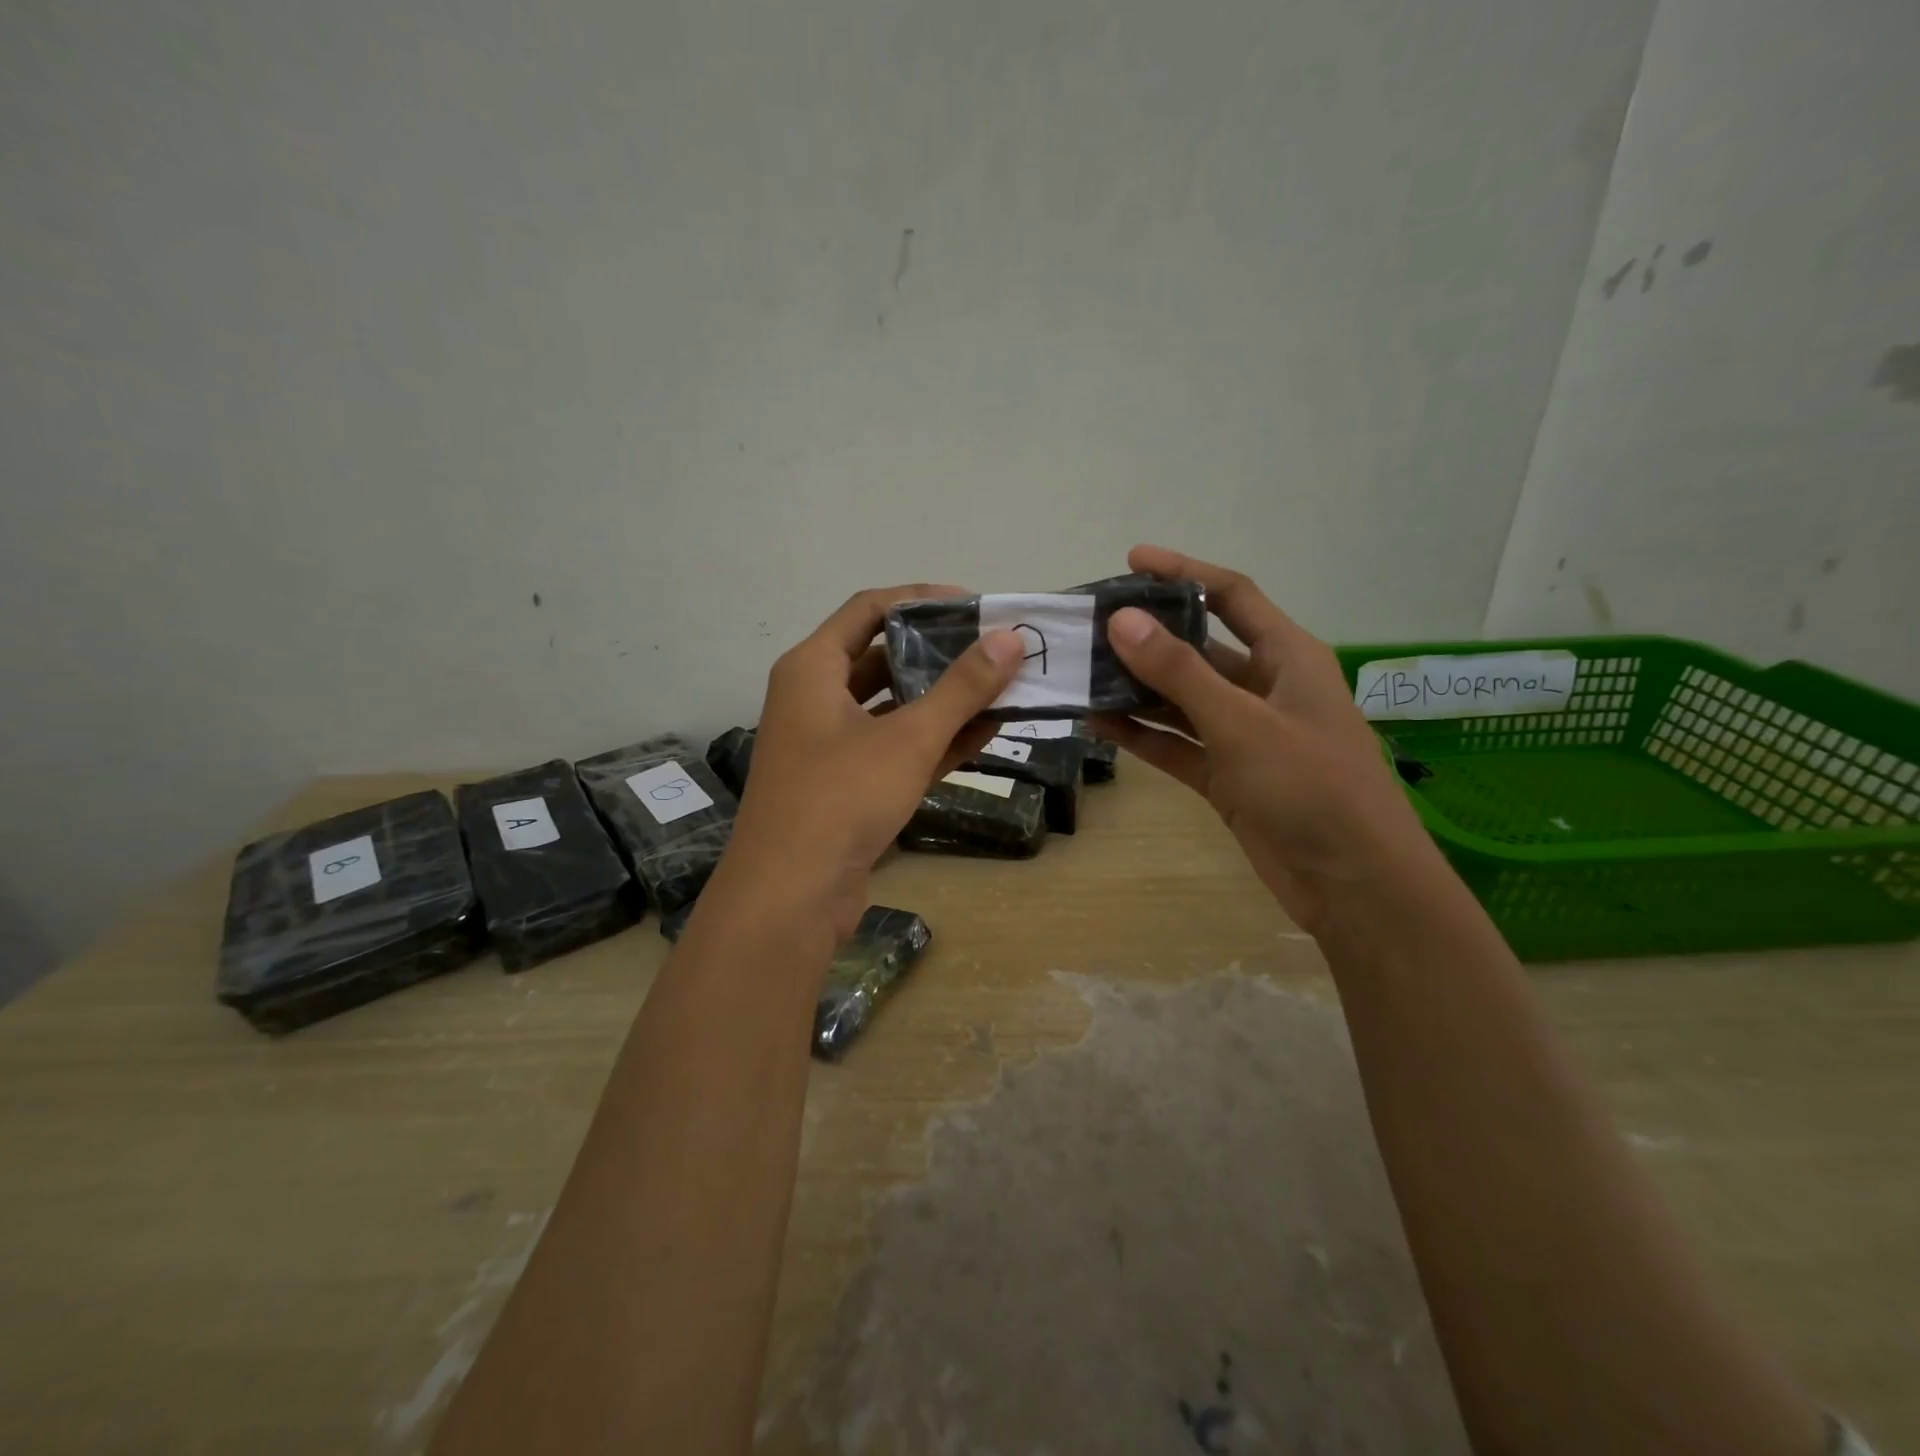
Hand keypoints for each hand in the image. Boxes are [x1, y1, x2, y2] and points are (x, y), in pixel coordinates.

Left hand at [723, 586, 1023, 936]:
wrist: (790, 898)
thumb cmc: (841, 798)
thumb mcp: (908, 738)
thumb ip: (962, 688)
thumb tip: (1011, 639)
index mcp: (812, 668)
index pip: (869, 609)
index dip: (922, 600)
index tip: (976, 605)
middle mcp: (815, 698)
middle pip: (883, 657)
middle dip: (941, 654)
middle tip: (997, 651)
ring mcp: (830, 744)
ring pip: (894, 707)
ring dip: (944, 700)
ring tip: (1003, 689)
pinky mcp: (847, 785)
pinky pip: (896, 748)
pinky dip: (935, 740)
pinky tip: (986, 734)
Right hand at [1092, 546, 1433, 932]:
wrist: (1354, 883)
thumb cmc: (1311, 785)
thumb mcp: (1241, 723)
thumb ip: (1179, 673)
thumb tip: (1122, 621)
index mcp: (1288, 657)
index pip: (1230, 596)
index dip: (1183, 572)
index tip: (1131, 560)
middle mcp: (1265, 688)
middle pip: (1199, 648)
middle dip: (1148, 637)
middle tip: (1091, 628)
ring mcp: (1244, 735)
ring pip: (1182, 700)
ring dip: (1137, 690)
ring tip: (1083, 675)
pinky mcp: (1228, 777)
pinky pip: (1178, 745)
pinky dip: (1143, 736)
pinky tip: (1099, 725)